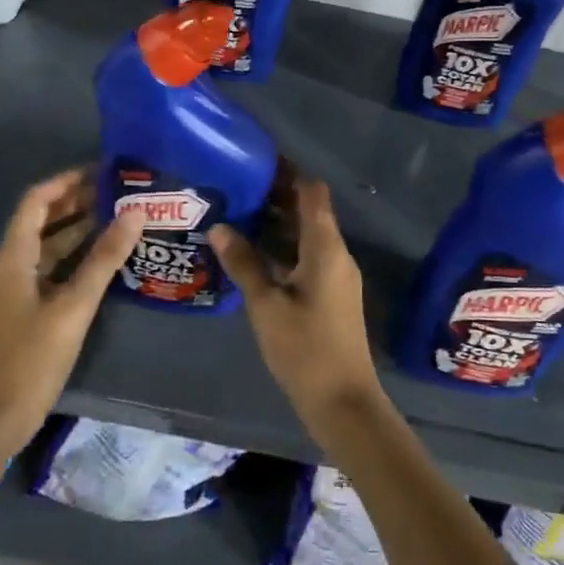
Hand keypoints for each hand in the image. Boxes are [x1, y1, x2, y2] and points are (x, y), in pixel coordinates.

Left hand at [0, 168, 140, 455]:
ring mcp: (17, 286)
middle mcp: (10, 265)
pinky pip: (51, 266)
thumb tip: (134, 214)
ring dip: (78, 227)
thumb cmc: (34, 356)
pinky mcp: (26, 306)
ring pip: (48, 244)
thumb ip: (103, 258)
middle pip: (41, 220)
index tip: (101, 171)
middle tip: (118, 191)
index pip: (35, 201)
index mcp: (12, 258)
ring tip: (118, 215)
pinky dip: (75, 254)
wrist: (1, 415)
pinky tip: (105, 255)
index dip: (66, 182)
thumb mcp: (74, 305)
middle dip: (76, 202)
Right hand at [210, 174, 383, 434]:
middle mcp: (336, 253)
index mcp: (325, 247)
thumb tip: (220, 226)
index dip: (288, 172)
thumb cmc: (304, 349)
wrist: (343, 401)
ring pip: (307, 235)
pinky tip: (253, 255)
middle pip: (310, 211)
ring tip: (237, 215)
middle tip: (236, 189)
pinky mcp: (332, 294)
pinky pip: (308, 256)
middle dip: (276, 197)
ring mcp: (337, 275)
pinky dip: (284, 248)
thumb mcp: (266, 305)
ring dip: (278, 224)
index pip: (312, 192)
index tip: (256, 162)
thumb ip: (244, 263)